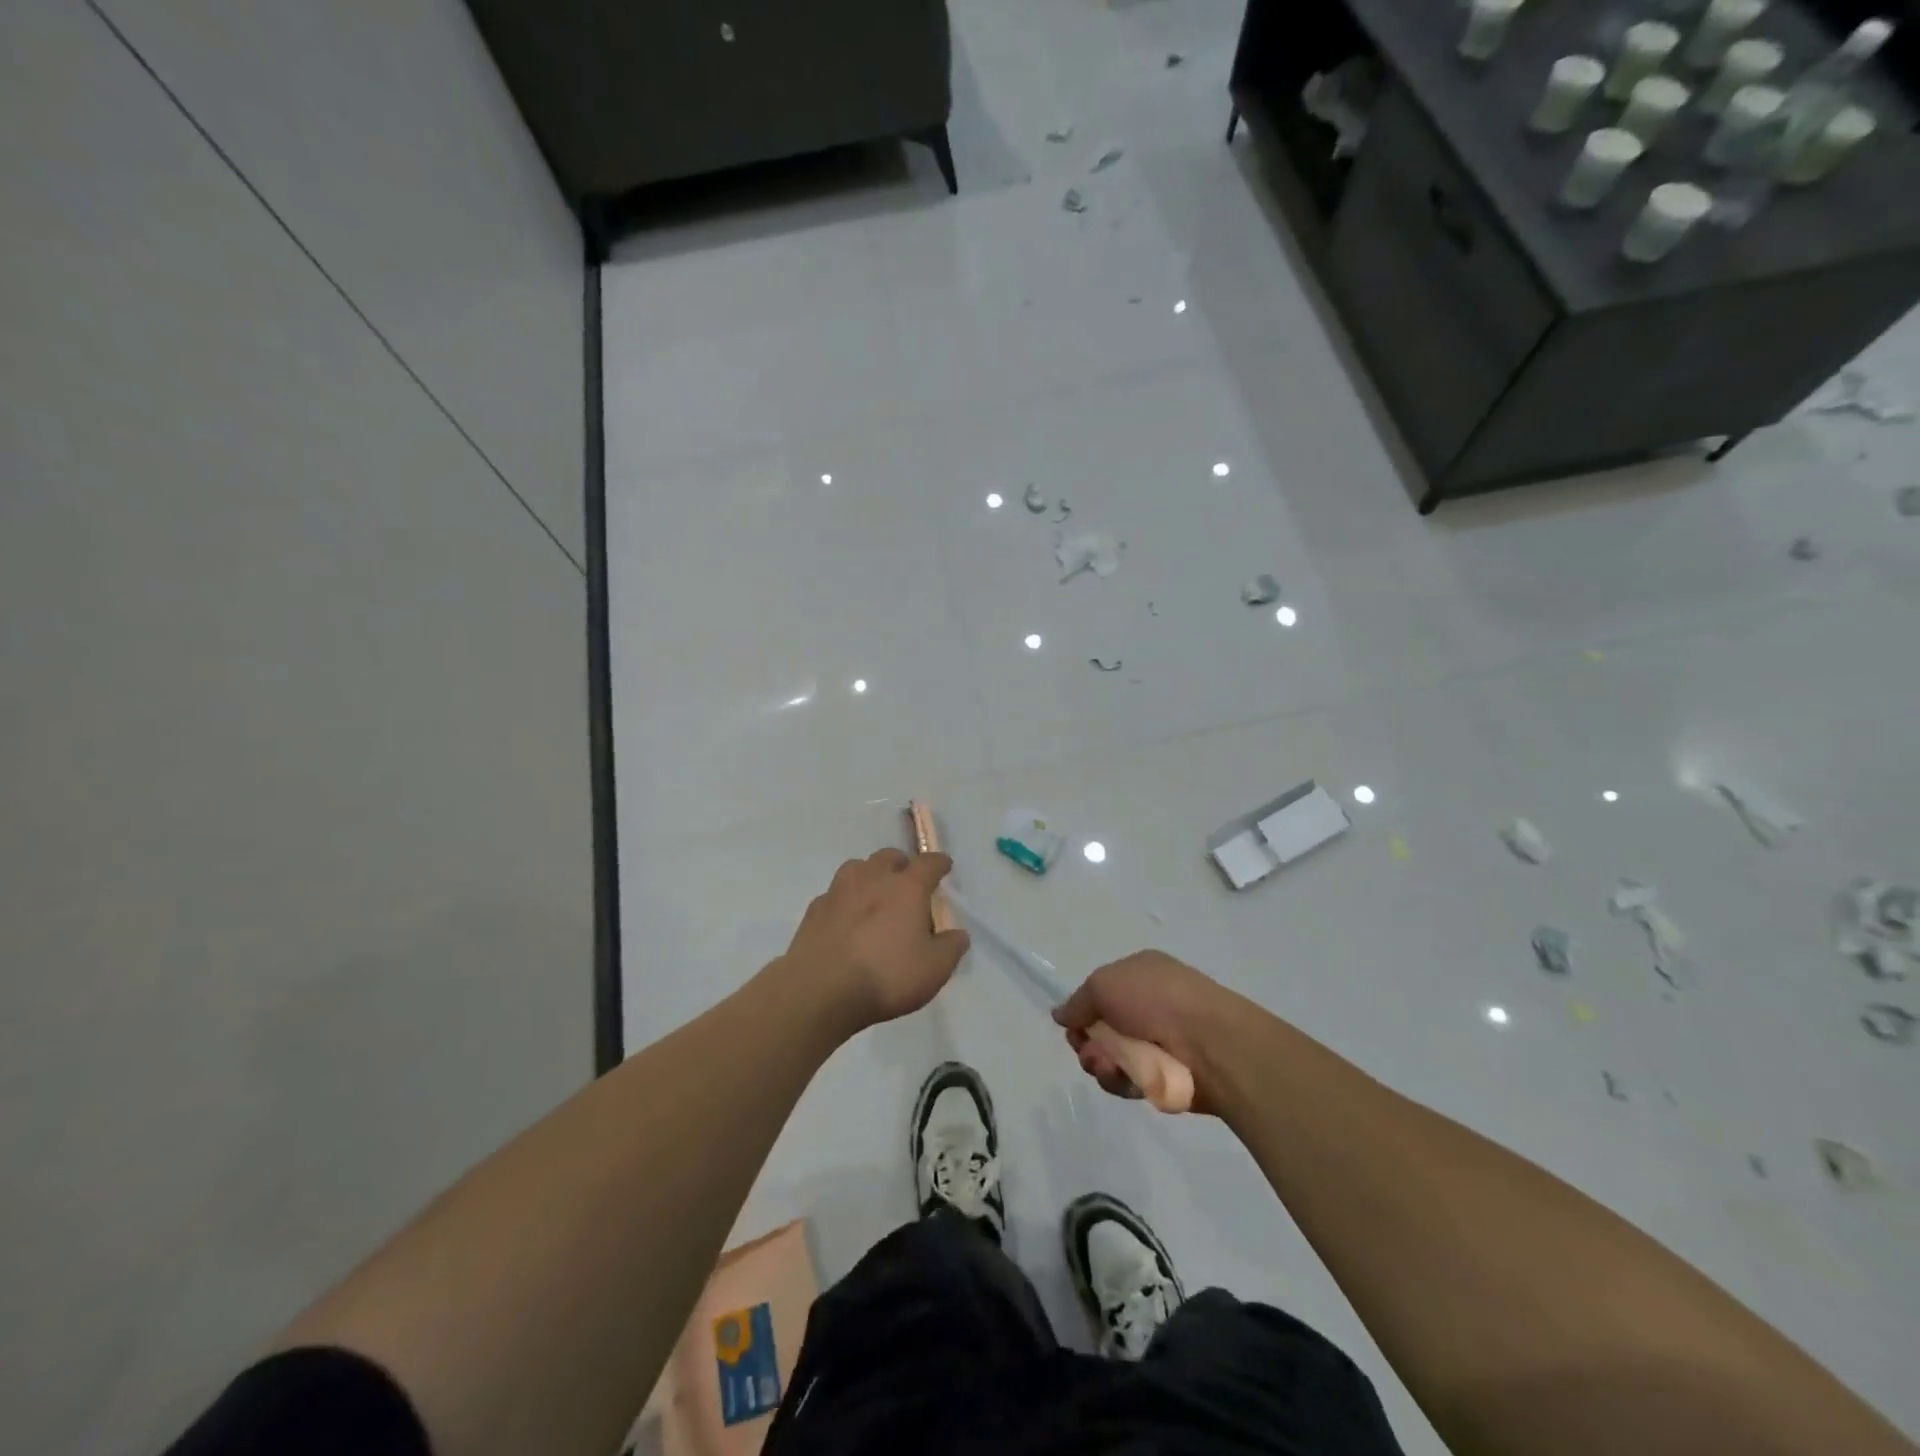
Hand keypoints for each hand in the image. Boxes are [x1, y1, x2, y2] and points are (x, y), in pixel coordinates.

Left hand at [781, 849, 970, 1031]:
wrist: (821, 990)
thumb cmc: (886, 976)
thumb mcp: (934, 969)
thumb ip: (951, 948)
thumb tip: (958, 934)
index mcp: (907, 887)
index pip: (928, 863)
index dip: (939, 863)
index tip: (945, 866)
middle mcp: (873, 878)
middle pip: (889, 856)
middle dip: (902, 865)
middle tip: (907, 883)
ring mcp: (839, 891)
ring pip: (857, 868)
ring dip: (870, 875)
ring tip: (875, 896)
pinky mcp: (815, 909)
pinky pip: (835, 894)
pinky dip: (845, 900)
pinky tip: (846, 920)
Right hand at [1053, 951, 1239, 1113]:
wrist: (1209, 1042)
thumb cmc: (1155, 999)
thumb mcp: (1103, 985)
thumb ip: (1077, 1002)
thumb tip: (1060, 1014)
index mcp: (1140, 974)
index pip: (1100, 993)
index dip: (1082, 1012)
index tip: (1073, 1027)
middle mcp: (1150, 1005)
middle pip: (1102, 1029)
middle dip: (1087, 1043)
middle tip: (1088, 1051)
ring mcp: (1159, 1041)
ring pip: (1112, 1057)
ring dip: (1101, 1064)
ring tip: (1108, 1066)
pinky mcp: (1166, 1075)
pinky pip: (1130, 1080)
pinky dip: (1122, 1081)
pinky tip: (1127, 1080)